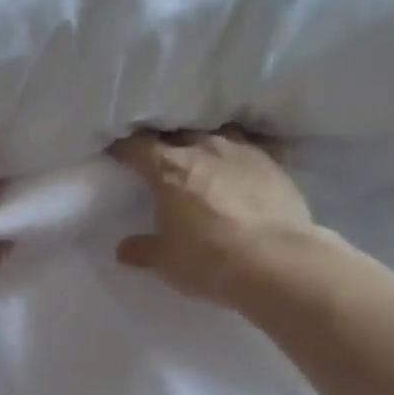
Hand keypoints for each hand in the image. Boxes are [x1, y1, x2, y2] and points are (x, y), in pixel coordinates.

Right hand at [110, 131, 319, 305]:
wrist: (276, 261)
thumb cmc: (209, 259)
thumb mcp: (167, 261)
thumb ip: (144, 250)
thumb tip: (124, 249)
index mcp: (169, 169)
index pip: (137, 146)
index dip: (124, 148)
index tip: (117, 153)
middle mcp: (203, 149)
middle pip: (177, 133)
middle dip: (165, 142)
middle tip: (160, 157)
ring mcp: (242, 151)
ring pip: (216, 133)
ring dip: (205, 142)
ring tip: (202, 155)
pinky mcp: (273, 163)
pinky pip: (250, 147)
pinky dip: (239, 154)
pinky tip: (240, 166)